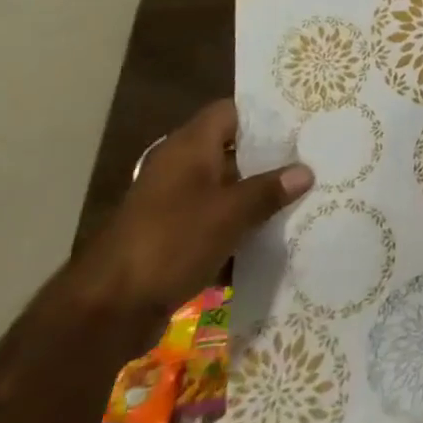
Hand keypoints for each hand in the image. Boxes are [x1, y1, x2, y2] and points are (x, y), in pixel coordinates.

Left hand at [71, 100, 313, 319]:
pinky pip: (216, 220)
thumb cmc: (172, 242)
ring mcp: (174, 203)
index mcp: (188, 147)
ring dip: (258, 195)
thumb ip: (269, 189)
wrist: (109, 310)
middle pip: (232, 150)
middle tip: (313, 158)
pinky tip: (275, 235)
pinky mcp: (173, 236)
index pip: (230, 112)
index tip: (301, 121)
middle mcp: (180, 168)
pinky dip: (240, 226)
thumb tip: (306, 170)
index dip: (264, 113)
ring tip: (304, 195)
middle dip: (270, 158)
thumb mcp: (230, 213)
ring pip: (227, 188)